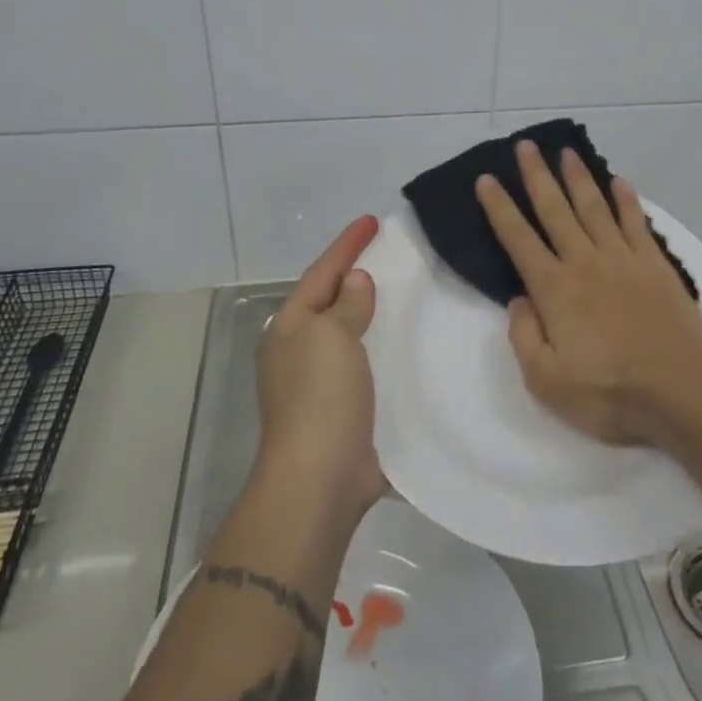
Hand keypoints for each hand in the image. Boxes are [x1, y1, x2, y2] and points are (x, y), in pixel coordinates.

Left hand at [254, 215, 386, 522]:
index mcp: (291, 328)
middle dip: (357, 275)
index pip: (322, 273)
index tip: (372, 221)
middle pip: (333, 300)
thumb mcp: (331, 338)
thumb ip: (346, 305)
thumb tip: (356, 281)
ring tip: (407, 290)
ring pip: (352, 332)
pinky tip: (411, 343)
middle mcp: (301, 350)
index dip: (346, 245)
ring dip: (374, 311)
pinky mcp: (347, 408)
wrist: (319, 479)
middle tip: (391, 252)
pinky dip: (386, 347)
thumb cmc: (320, 399)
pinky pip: (368, 363)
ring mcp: (322, 382)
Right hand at [475, 142, 701, 447]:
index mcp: (554, 289)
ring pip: (594, 208)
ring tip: (565, 152)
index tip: (486, 179)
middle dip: (537, 176)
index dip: (499, 208)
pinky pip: (636, 223)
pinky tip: (619, 181)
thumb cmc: (610, 393)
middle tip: (525, 146)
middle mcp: (585, 263)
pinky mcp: (655, 265)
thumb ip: (524, 336)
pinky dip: (626, 200)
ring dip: (578, 178)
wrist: (682, 391)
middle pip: (555, 210)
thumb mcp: (547, 381)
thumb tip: (518, 300)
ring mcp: (623, 260)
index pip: (518, 239)